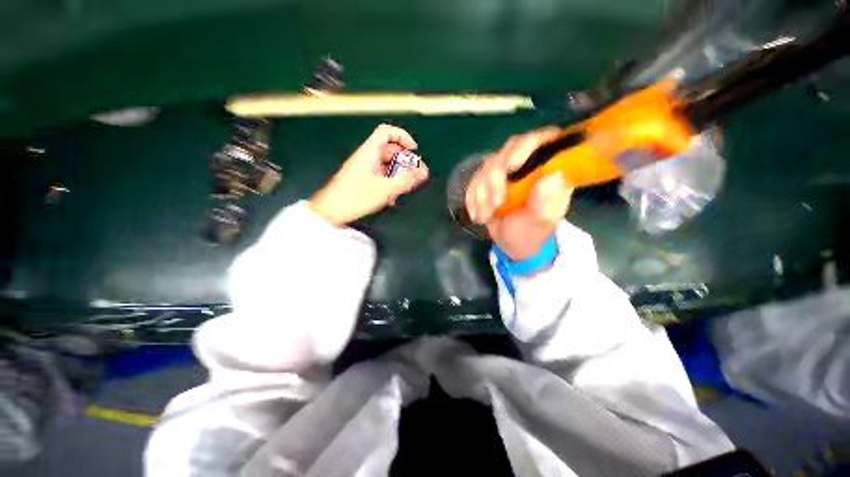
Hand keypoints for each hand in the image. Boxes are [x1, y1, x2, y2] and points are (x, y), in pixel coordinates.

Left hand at [309, 124, 428, 225]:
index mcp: (370, 152)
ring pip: (386, 165)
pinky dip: (389, 182)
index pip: (387, 132)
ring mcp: (363, 168)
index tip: (414, 150)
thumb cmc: (356, 197)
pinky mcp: (361, 179)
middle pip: (390, 150)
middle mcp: (367, 157)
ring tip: (404, 188)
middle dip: (405, 161)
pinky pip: (380, 175)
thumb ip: (405, 180)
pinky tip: (392, 197)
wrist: (330, 211)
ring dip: (398, 174)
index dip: (403, 137)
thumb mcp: (385, 189)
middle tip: (415, 174)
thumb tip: (422, 173)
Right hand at [465, 127, 572, 260]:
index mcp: (549, 169)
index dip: (526, 146)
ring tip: (486, 216)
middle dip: (496, 178)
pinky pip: (474, 181)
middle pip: (509, 150)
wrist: (513, 244)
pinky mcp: (488, 181)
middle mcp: (528, 164)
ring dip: (482, 193)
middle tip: (495, 203)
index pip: (543, 140)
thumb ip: (546, 202)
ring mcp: (506, 171)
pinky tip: (478, 215)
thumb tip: (553, 175)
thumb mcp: (541, 223)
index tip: (511, 166)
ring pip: (488, 166)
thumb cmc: (531, 233)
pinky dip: (473, 199)